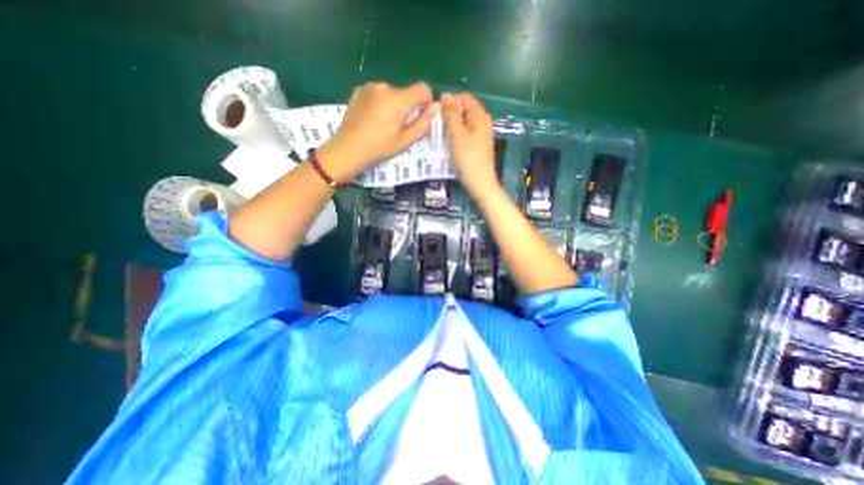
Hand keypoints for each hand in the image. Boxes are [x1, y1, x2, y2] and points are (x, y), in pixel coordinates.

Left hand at [317, 81, 434, 182]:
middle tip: (399, 127)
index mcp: (399, 99)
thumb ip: (422, 123)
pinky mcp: (358, 91)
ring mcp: (369, 87)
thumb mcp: (405, 141)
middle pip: (405, 92)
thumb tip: (434, 108)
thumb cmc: (379, 148)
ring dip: (393, 105)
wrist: (348, 149)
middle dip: (407, 106)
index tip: (421, 115)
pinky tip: (372, 119)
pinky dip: (379, 103)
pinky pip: (377, 94)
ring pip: (390, 93)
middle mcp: (385, 87)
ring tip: (384, 124)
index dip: (426, 101)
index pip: (422, 88)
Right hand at [441, 92, 496, 198]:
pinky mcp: (478, 145)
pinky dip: (456, 135)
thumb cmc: (468, 158)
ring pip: (463, 123)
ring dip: (451, 126)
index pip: (464, 98)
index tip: (437, 113)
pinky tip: (448, 144)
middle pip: (464, 110)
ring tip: (440, 135)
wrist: (480, 183)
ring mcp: (481, 135)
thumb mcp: (457, 134)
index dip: (450, 101)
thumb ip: (451, 114)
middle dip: (450, 115)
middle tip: (437, 126)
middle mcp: (483, 122)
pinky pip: (465, 134)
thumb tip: (445, 95)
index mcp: (480, 116)